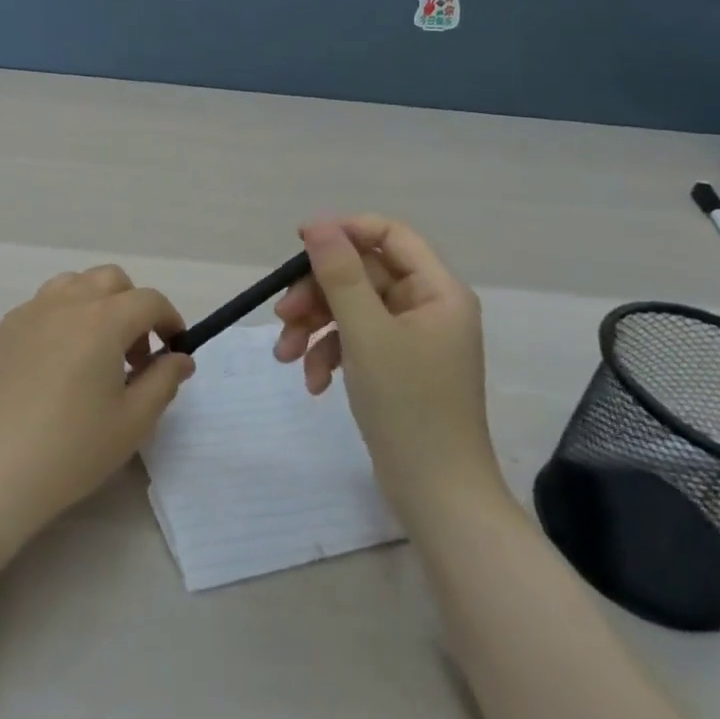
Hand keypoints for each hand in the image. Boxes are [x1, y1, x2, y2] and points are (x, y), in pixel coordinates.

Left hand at [0, 266, 194, 582]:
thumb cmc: (69, 451)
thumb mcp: (131, 423)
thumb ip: (163, 381)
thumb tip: (179, 357)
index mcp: (102, 320)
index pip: (148, 300)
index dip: (169, 319)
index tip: (174, 348)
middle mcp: (65, 303)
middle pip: (110, 280)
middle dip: (132, 306)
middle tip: (135, 354)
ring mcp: (28, 312)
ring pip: (72, 284)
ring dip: (95, 304)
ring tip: (95, 352)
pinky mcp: (1, 330)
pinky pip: (41, 305)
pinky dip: (62, 317)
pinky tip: (57, 363)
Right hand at [274, 217, 501, 512]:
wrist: (436, 495)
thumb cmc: (408, 405)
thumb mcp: (366, 332)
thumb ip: (340, 274)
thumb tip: (318, 222)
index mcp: (437, 291)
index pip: (390, 235)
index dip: (345, 232)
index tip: (300, 243)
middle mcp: (427, 307)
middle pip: (361, 275)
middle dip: (317, 294)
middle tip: (282, 314)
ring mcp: (411, 339)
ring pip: (351, 309)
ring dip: (314, 327)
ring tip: (284, 356)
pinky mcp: (395, 367)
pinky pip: (354, 342)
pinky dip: (328, 354)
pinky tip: (313, 382)